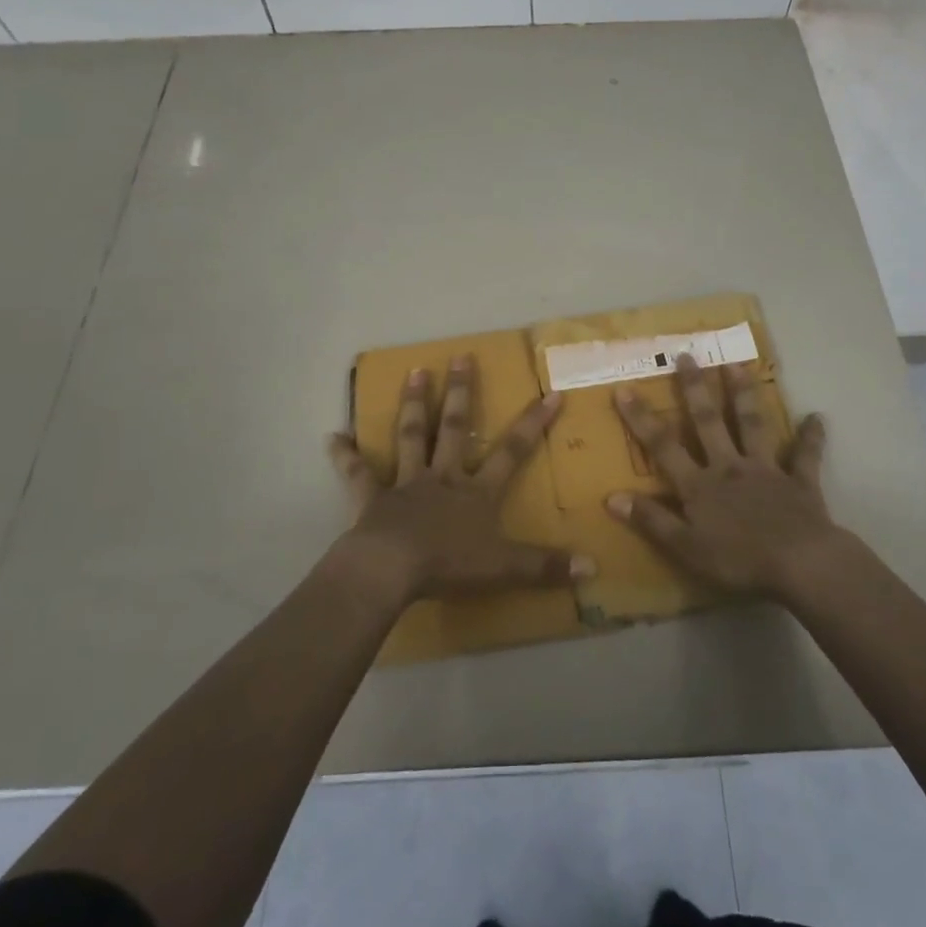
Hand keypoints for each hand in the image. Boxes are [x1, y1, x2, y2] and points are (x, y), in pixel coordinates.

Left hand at [328, 356, 591, 603]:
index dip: (533, 423)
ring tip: (414, 371)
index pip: (512, 451)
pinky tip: (332, 437)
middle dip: (460, 392)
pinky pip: (357, 474)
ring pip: (411, 436)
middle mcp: (442, 478)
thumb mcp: (505, 569)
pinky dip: (345, 456)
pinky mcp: (372, 499)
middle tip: (460, 355)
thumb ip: (545, 566)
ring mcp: (405, 484)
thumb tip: (594, 566)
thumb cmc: (449, 566)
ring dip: (413, 404)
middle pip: (454, 428)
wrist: (391, 571)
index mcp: (476, 492)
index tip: (550, 392)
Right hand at [609, 354, 840, 601]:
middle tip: (688, 355)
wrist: (799, 564)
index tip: (624, 388)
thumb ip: (651, 520)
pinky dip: (811, 437)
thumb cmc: (738, 560)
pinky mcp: (799, 481)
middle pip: (708, 422)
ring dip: (744, 395)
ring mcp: (766, 470)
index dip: (642, 419)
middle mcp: (729, 466)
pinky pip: (805, 456)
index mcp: (699, 485)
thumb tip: (611, 496)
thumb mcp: (685, 547)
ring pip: (752, 425)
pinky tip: (817, 417)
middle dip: (695, 388)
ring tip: (737, 364)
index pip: (663, 446)